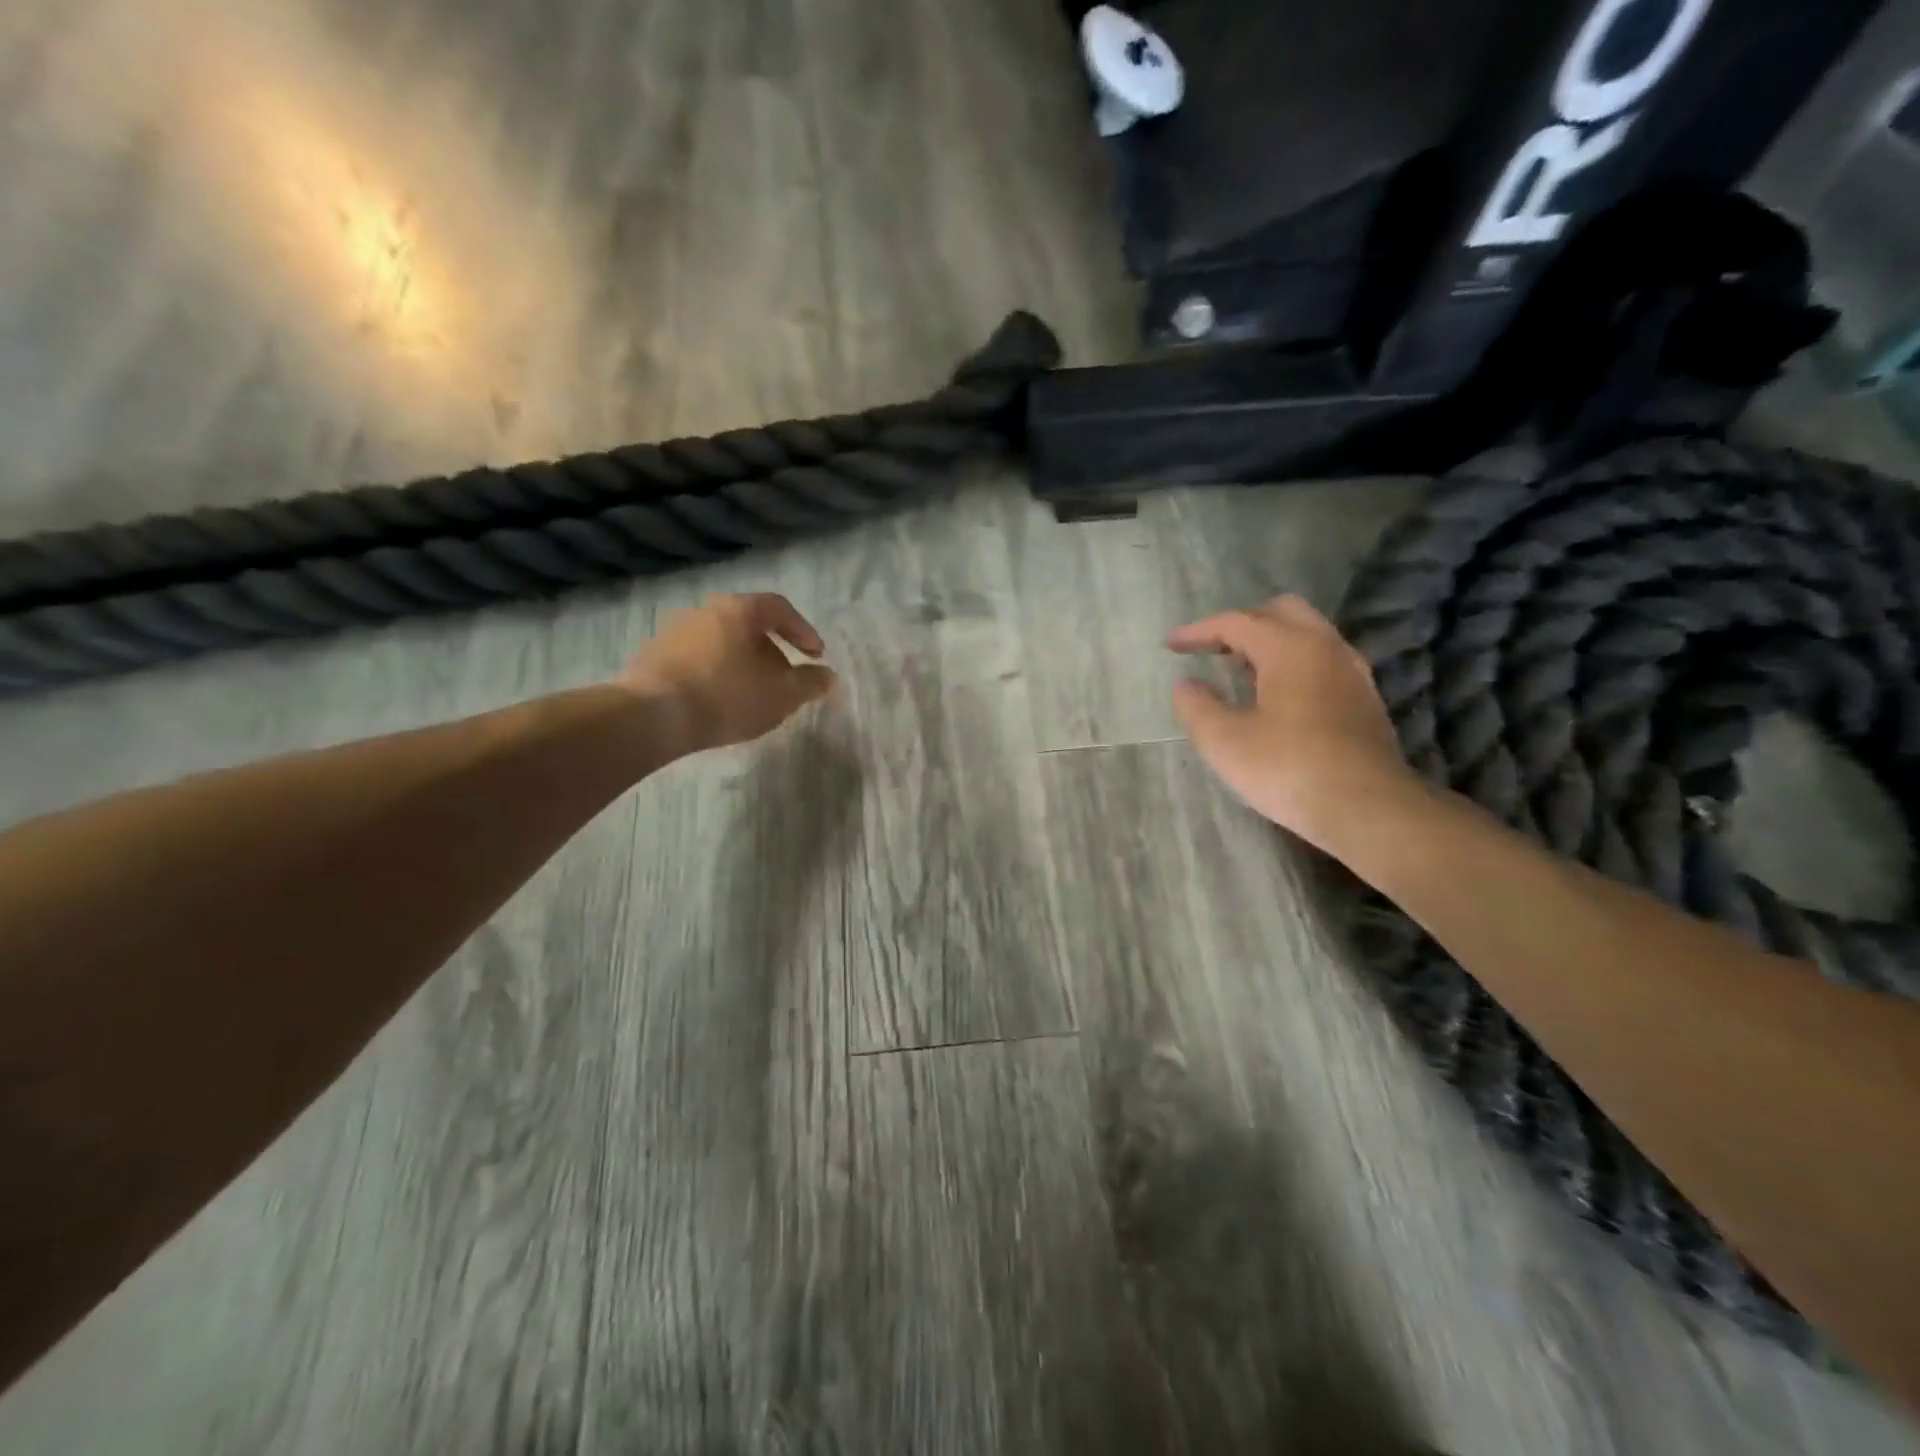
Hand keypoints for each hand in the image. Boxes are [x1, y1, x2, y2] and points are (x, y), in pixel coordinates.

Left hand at [623, 593, 835, 754]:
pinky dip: (715, 674)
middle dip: (772, 652)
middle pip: (748, 625)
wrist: (652, 716)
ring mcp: (673, 632)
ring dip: (742, 664)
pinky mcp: (652, 657)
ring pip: (721, 643)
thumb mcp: (782, 694)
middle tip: (785, 679)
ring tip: (752, 695)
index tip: (817, 656)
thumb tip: (829, 677)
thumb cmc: (727, 696)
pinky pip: (696, 660)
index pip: (779, 608)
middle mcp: (704, 610)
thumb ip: (810, 683)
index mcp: (738, 609)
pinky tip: (718, 702)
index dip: (803, 631)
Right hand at [1168, 595, 1419, 853]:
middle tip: (1213, 650)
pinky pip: (1322, 661)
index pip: (1237, 623)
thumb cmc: (1288, 769)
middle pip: (1281, 613)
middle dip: (1242, 624)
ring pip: (1307, 635)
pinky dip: (1293, 664)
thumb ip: (1197, 706)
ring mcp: (1352, 672)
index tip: (1170, 645)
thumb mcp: (1224, 741)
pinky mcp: (1364, 699)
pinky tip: (1278, 697)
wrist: (1368, 809)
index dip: (1199, 631)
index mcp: (1290, 648)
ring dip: (1270, 644)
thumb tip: (1186, 686)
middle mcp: (1326, 648)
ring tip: (1240, 671)